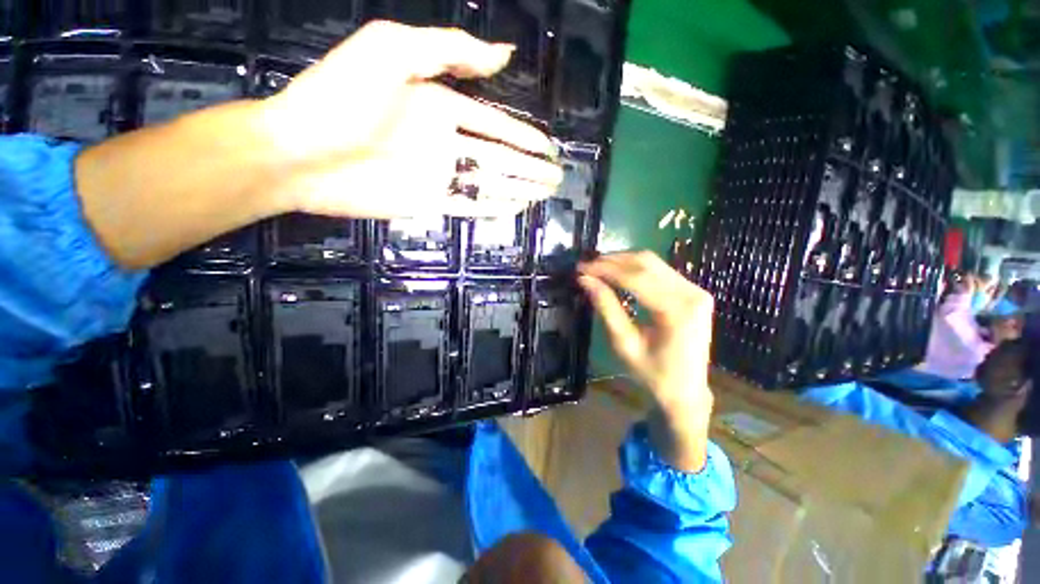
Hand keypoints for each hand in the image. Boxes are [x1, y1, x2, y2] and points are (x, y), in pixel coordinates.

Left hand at [261, 21, 562, 218]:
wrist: (300, 153)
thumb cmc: (341, 97)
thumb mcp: (392, 51)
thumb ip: (449, 50)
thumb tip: (504, 55)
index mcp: (441, 106)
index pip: (495, 124)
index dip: (523, 136)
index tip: (548, 148)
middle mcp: (445, 142)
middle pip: (499, 157)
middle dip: (529, 167)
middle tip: (556, 177)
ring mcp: (439, 175)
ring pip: (489, 184)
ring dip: (519, 189)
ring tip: (544, 194)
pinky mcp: (429, 203)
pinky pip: (469, 206)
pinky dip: (493, 209)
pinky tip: (514, 210)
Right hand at [579, 252, 715, 471]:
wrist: (687, 391)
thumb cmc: (653, 374)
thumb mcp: (624, 343)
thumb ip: (606, 308)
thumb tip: (585, 280)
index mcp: (677, 311)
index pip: (635, 277)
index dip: (605, 269)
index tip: (581, 268)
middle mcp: (692, 294)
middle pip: (646, 263)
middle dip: (612, 261)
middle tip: (586, 266)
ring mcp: (696, 290)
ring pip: (653, 262)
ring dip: (623, 262)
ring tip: (597, 268)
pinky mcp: (693, 292)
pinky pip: (661, 271)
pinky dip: (636, 269)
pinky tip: (618, 273)